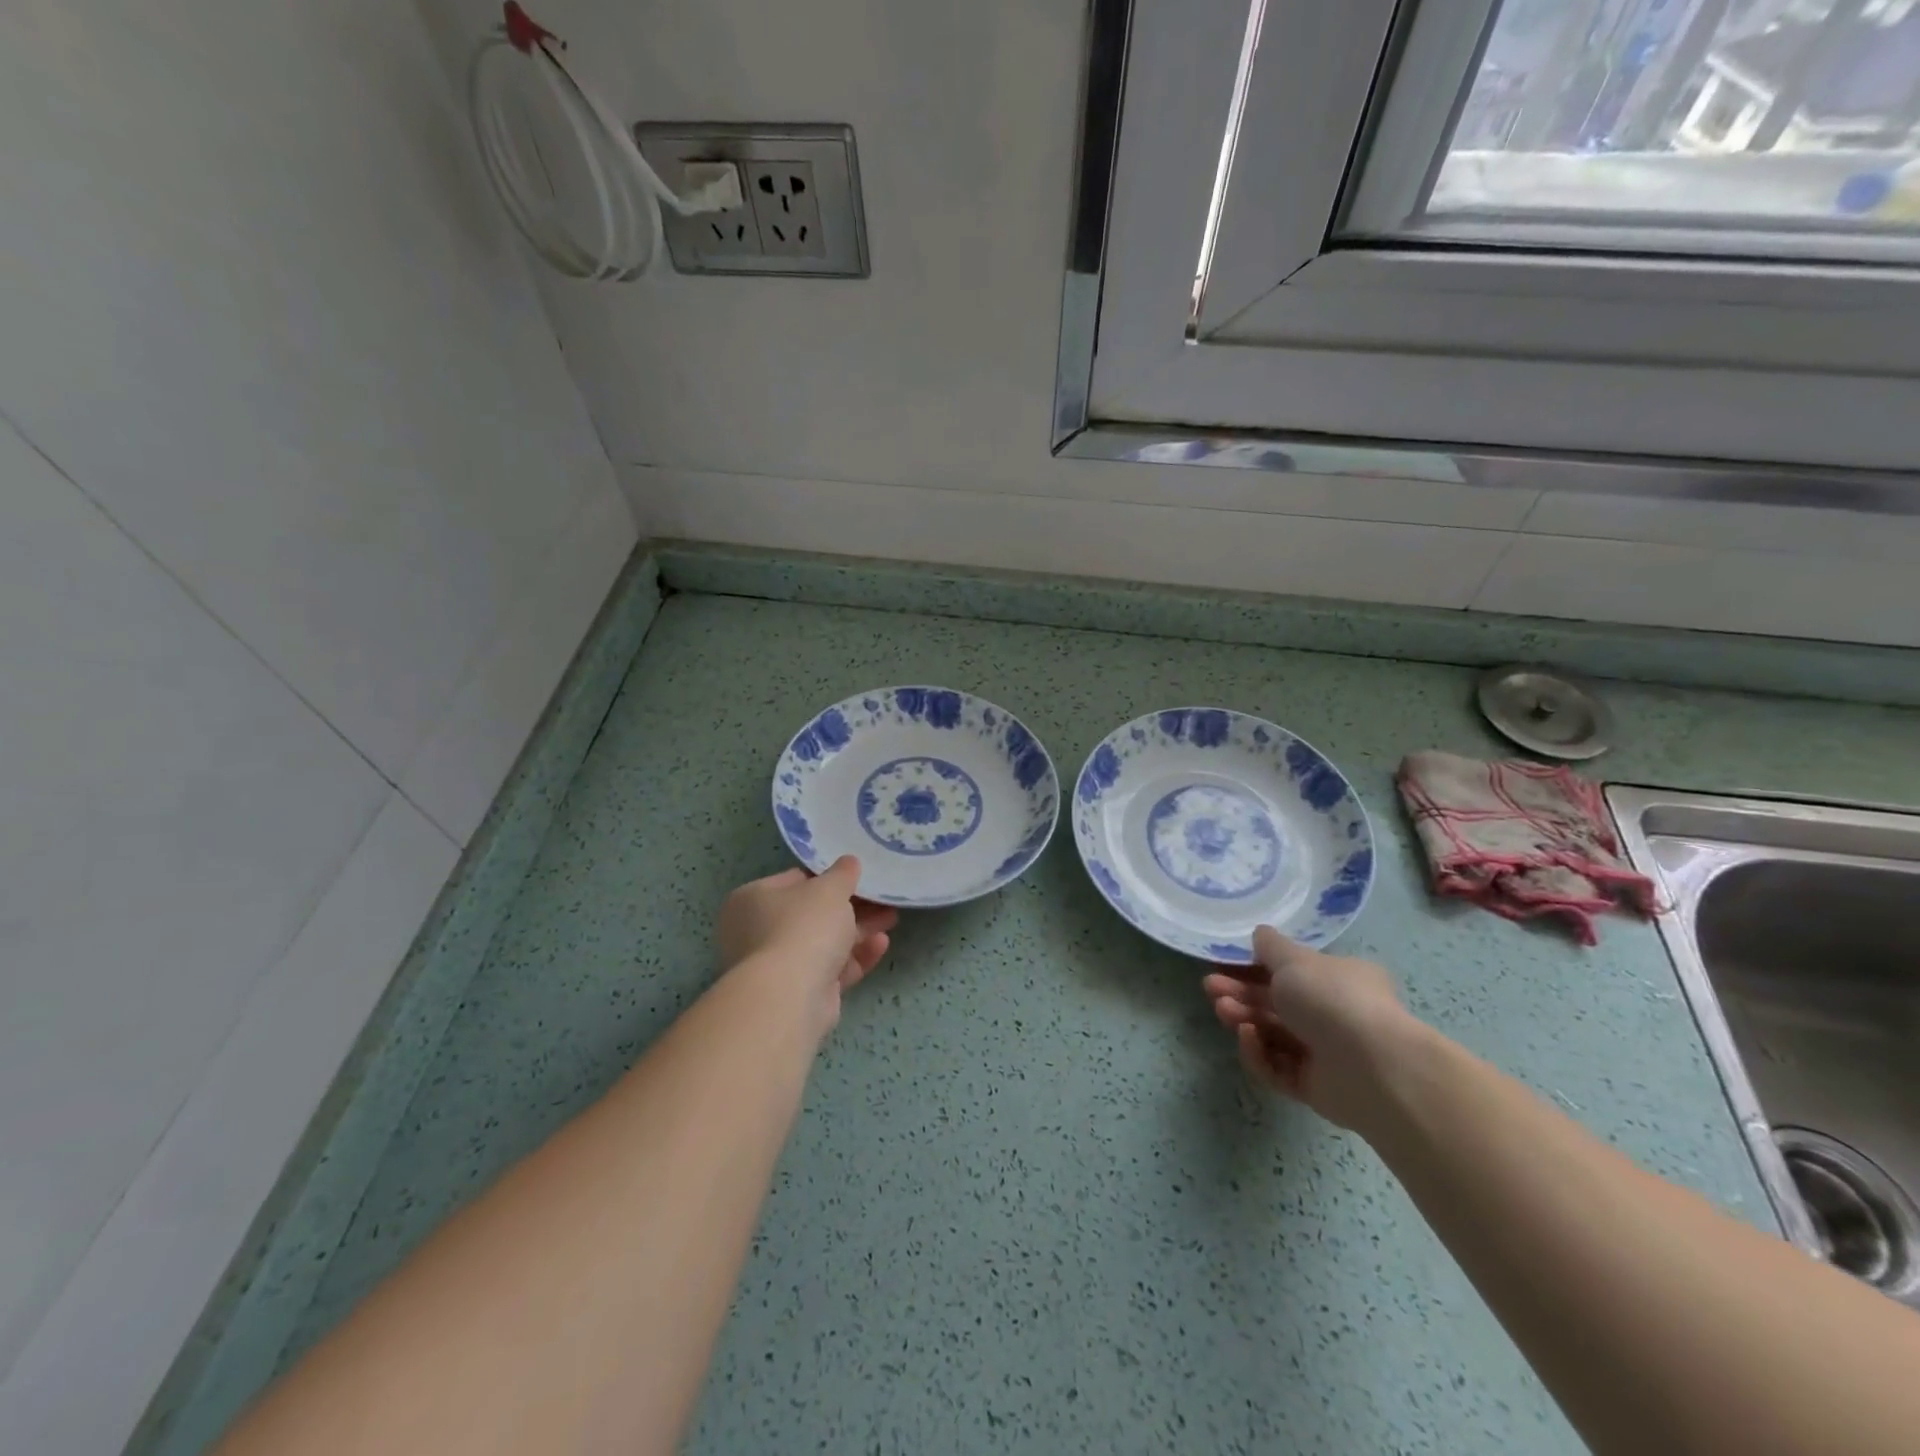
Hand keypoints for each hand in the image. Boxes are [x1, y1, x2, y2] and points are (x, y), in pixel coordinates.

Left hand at [718, 857, 897, 1027]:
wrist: (790, 995)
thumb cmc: (803, 926)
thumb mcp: (829, 889)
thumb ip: (842, 873)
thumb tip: (849, 862)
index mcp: (752, 899)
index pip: (794, 881)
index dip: (828, 878)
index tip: (858, 877)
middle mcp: (757, 932)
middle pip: (813, 914)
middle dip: (851, 907)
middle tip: (882, 899)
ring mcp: (777, 966)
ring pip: (825, 943)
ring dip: (859, 931)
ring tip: (892, 918)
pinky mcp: (799, 993)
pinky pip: (830, 969)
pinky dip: (855, 957)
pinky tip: (881, 944)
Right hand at [1203, 926, 1420, 1131]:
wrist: (1373, 1067)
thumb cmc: (1332, 998)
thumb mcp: (1295, 959)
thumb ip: (1271, 947)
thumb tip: (1260, 934)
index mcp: (1337, 979)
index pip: (1289, 972)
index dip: (1253, 967)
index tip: (1222, 965)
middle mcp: (1333, 1014)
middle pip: (1275, 1003)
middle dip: (1240, 994)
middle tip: (1211, 989)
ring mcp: (1324, 1052)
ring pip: (1272, 1034)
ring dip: (1244, 1019)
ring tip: (1223, 1011)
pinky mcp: (1314, 1087)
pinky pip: (1277, 1068)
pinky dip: (1259, 1053)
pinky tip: (1247, 1038)